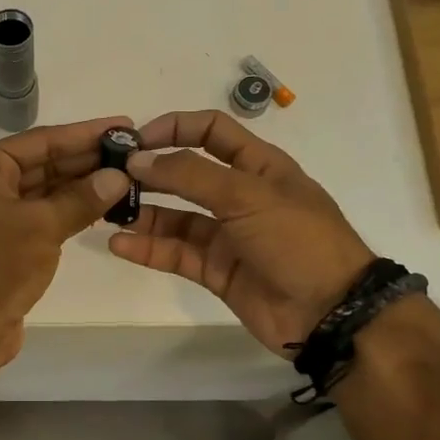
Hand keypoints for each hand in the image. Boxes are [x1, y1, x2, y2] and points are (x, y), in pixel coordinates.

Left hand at [0, 115, 134, 371]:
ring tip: (126, 175)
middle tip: (132, 151)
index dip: (85, 134)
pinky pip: (41, 212)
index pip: (41, 141)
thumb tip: (119, 176)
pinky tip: (104, 203)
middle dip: (86, 159)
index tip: (123, 125)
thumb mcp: (44, 226)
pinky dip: (69, 208)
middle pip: (43, 163)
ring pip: (45, 189)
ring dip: (82, 185)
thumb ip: (83, 197)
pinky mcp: (4, 238)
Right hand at [108, 110, 375, 354]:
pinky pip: (175, 254)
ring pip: (175, 217)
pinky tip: (119, 245)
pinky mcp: (215, 270)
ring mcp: (226, 235)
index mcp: (258, 166)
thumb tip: (138, 160)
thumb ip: (190, 175)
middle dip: (150, 173)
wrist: (330, 312)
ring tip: (108, 212)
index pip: (211, 131)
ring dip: (143, 213)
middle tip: (110, 177)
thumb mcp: (246, 195)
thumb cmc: (296, 239)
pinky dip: (148, 249)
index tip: (136, 140)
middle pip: (186, 174)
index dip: (175, 128)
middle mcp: (239, 195)